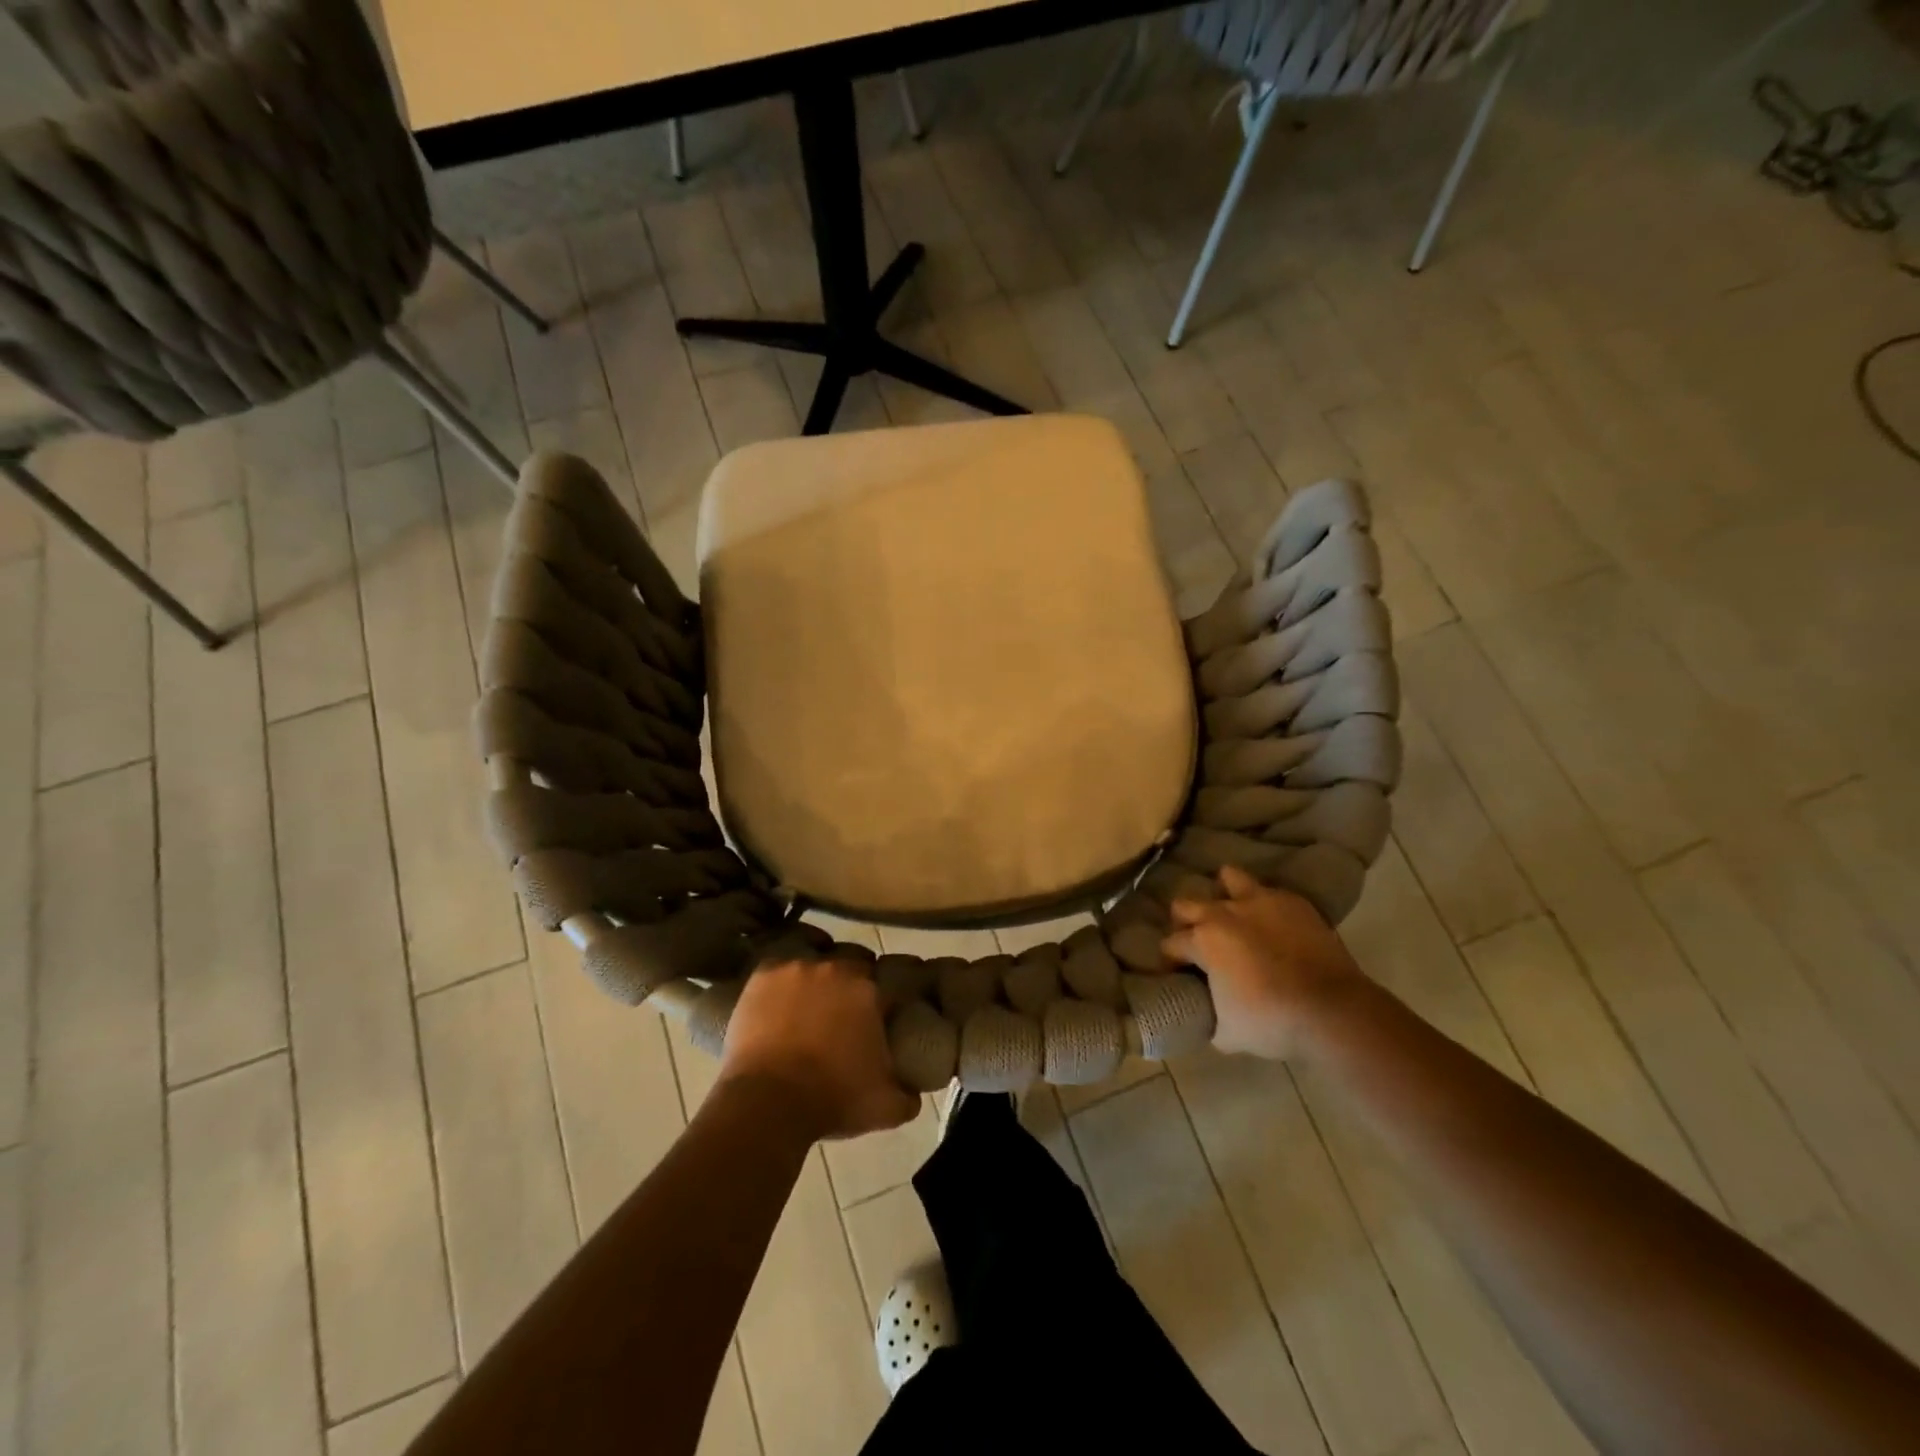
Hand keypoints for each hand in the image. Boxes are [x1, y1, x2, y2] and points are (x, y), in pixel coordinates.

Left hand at [718, 958, 918, 1140]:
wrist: (767, 1104)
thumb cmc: (832, 1100)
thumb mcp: (886, 1108)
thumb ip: (908, 1095)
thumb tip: (913, 1092)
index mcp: (870, 990)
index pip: (887, 983)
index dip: (884, 999)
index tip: (878, 1017)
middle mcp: (836, 967)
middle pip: (853, 961)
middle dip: (853, 981)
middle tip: (845, 1011)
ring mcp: (797, 967)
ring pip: (815, 959)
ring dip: (817, 977)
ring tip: (809, 1004)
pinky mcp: (763, 975)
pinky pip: (779, 965)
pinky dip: (782, 977)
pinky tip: (779, 995)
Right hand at [1161, 865, 1364, 1059]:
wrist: (1332, 1010)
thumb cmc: (1272, 1022)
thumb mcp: (1228, 1034)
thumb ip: (1210, 1017)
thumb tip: (1208, 1015)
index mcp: (1203, 941)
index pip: (1171, 944)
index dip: (1170, 960)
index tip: (1177, 973)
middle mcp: (1223, 913)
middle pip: (1186, 904)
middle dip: (1185, 922)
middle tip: (1198, 942)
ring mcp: (1260, 902)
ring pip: (1228, 878)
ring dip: (1224, 894)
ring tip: (1233, 914)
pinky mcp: (1293, 902)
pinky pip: (1269, 892)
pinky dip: (1265, 905)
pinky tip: (1272, 923)